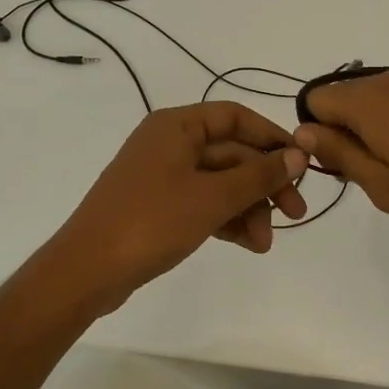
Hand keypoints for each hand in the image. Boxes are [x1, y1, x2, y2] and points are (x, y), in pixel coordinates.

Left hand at [49, 102, 307, 309]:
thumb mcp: (212, 197)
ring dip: (248, 208)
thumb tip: (299, 154)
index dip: (272, 137)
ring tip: (264, 244)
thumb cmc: (151, 222)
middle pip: (232, 153)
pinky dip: (227, 219)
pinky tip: (248, 244)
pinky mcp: (160, 206)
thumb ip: (258, 175)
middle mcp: (170, 143)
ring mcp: (163, 176)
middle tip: (295, 214)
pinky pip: (204, 202)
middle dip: (264, 184)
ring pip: (221, 182)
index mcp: (176, 125)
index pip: (235, 117)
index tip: (302, 163)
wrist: (86, 271)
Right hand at [293, 69, 388, 226]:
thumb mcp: (379, 182)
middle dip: (341, 129)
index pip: (314, 100)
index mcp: (362, 100)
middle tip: (367, 170)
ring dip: (369, 127)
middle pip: (341, 96)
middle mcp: (383, 80)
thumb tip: (303, 131)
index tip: (338, 162)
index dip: (316, 132)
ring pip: (369, 98)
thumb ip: (337, 153)